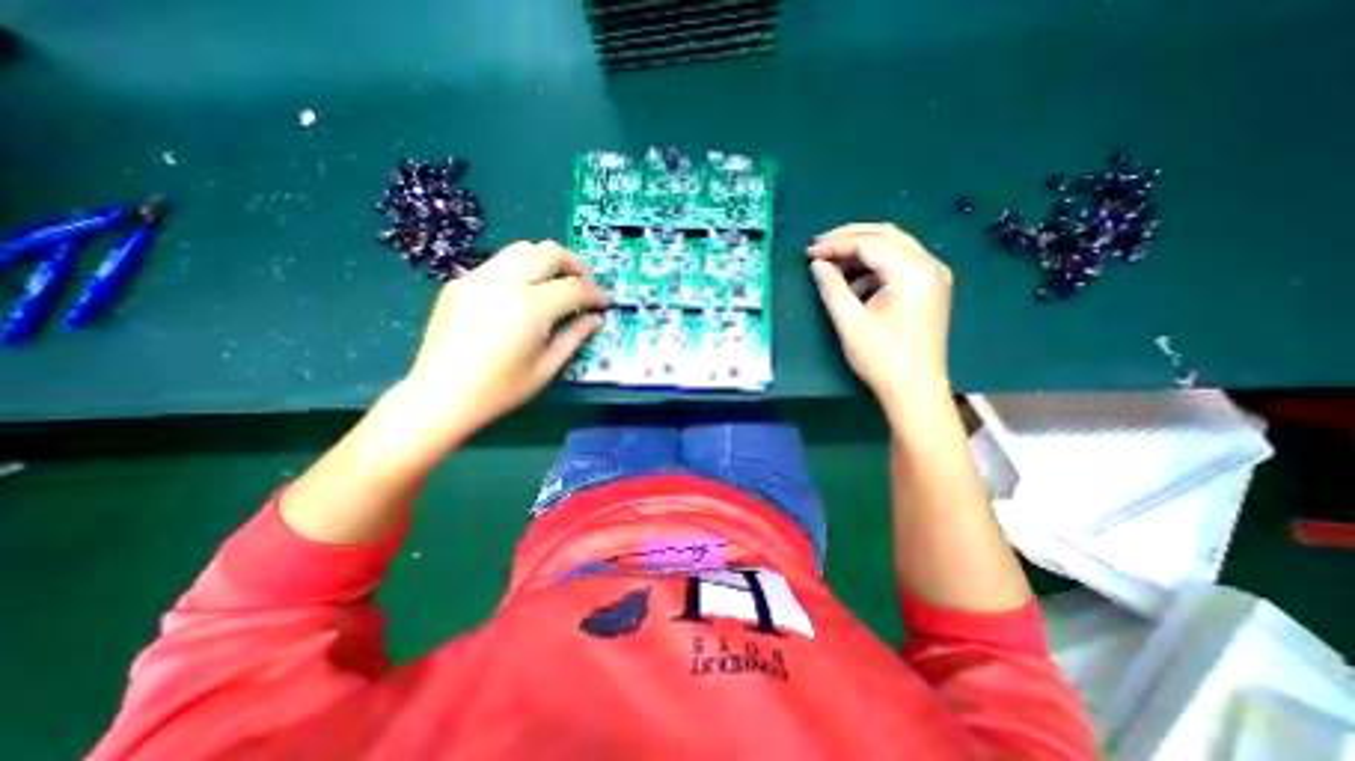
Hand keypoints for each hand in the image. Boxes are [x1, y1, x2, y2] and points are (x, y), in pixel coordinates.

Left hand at [397, 241, 606, 435]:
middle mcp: (506, 281)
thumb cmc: (500, 389)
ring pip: (523, 248)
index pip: (575, 287)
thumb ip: (575, 336)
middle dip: (576, 265)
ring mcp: (479, 277)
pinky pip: (500, 262)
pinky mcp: (461, 282)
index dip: (595, 294)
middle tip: (585, 286)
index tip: (604, 304)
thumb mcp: (547, 367)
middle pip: (550, 252)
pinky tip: (523, 293)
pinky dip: (522, 268)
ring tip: (557, 283)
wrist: (440, 395)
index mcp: (531, 306)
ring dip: (548, 260)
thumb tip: (596, 319)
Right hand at [809, 222, 957, 402]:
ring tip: (833, 264)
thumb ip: (831, 287)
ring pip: (893, 246)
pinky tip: (855, 282)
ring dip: (862, 251)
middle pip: (885, 235)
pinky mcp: (931, 287)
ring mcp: (934, 275)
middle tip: (820, 247)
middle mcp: (929, 265)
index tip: (810, 252)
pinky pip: (900, 263)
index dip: (836, 245)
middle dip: (849, 238)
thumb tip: (817, 264)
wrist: (914, 389)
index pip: (869, 243)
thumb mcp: (849, 321)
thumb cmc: (881, 358)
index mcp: (911, 271)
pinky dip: (875, 266)